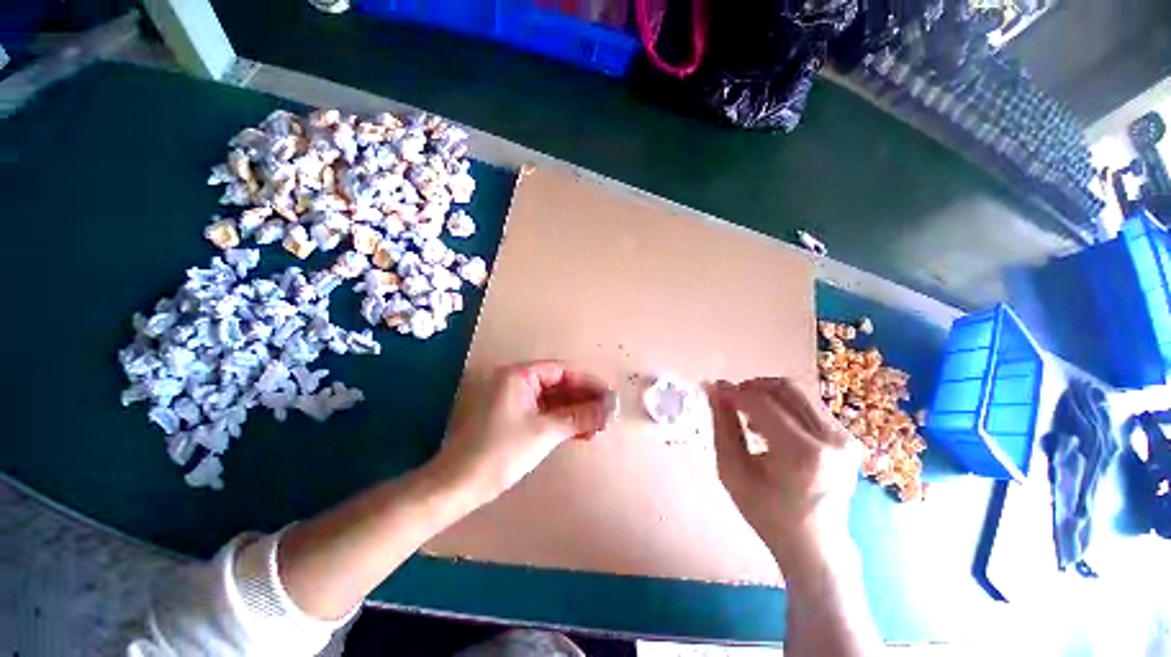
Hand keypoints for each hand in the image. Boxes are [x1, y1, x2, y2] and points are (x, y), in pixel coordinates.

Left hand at [433, 361, 615, 504]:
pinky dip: (562, 422)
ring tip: (598, 427)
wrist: (458, 486)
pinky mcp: (514, 419)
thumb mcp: (545, 432)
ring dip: (575, 412)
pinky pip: (544, 414)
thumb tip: (608, 409)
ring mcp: (514, 401)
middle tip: (606, 415)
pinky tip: (580, 433)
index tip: (609, 396)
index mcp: (519, 376)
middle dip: (584, 400)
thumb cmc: (500, 452)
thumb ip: (579, 417)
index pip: (562, 371)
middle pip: (559, 385)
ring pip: (553, 401)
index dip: (588, 383)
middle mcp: (517, 382)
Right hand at [707, 378, 860, 571]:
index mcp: (801, 453)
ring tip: (748, 417)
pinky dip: (782, 407)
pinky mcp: (847, 439)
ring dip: (766, 396)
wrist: (815, 545)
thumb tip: (714, 388)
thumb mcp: (733, 471)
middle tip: (731, 401)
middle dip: (751, 387)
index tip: (715, 391)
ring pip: (796, 394)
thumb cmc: (767, 513)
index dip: (734, 392)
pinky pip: (807, 406)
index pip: (761, 402)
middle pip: (784, 388)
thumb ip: (722, 425)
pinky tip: (770, 427)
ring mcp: (843, 438)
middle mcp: (830, 439)